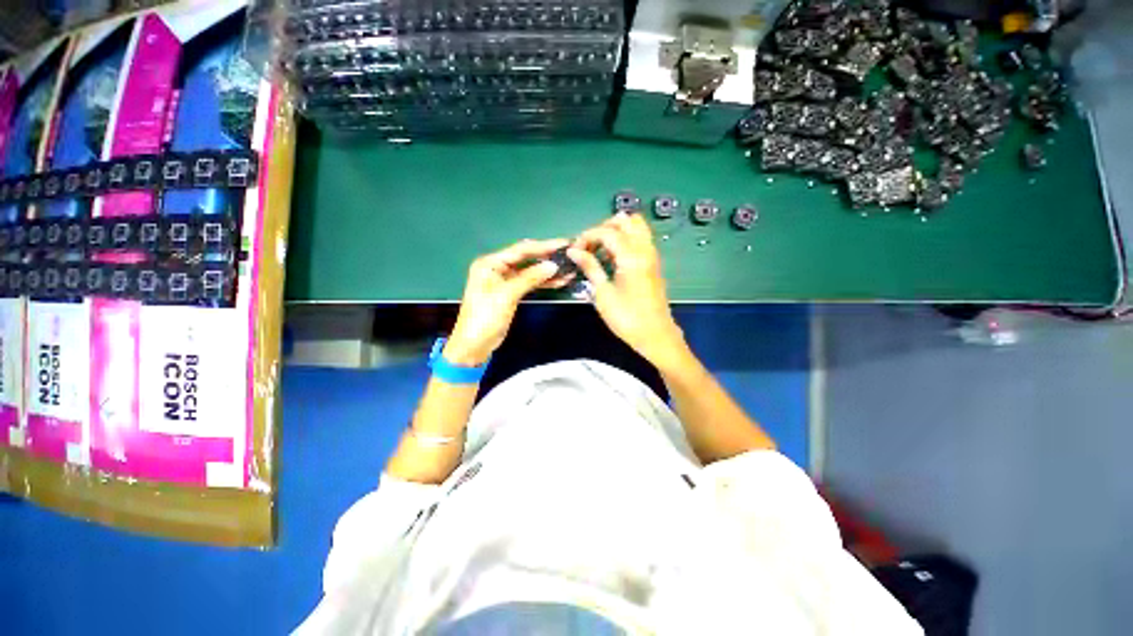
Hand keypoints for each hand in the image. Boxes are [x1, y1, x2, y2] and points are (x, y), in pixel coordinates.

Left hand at [445, 239, 566, 365]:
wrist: (475, 344)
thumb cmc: (485, 317)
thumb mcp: (507, 295)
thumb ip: (530, 278)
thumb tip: (553, 265)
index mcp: (490, 263)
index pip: (521, 250)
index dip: (543, 246)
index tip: (563, 244)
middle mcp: (497, 268)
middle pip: (526, 258)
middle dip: (547, 257)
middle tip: (569, 253)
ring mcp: (505, 281)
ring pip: (530, 271)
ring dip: (548, 271)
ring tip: (568, 269)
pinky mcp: (511, 293)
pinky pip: (529, 283)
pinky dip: (543, 282)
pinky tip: (558, 281)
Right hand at [568, 213, 689, 370]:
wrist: (655, 335)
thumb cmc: (627, 318)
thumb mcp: (603, 293)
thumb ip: (590, 267)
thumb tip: (573, 250)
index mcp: (631, 256)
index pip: (606, 231)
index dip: (587, 236)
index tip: (574, 250)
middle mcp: (645, 249)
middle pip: (625, 220)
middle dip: (603, 227)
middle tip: (589, 246)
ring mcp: (652, 254)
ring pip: (635, 227)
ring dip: (616, 232)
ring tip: (599, 250)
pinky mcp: (653, 263)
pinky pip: (640, 239)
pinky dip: (625, 240)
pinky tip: (612, 258)